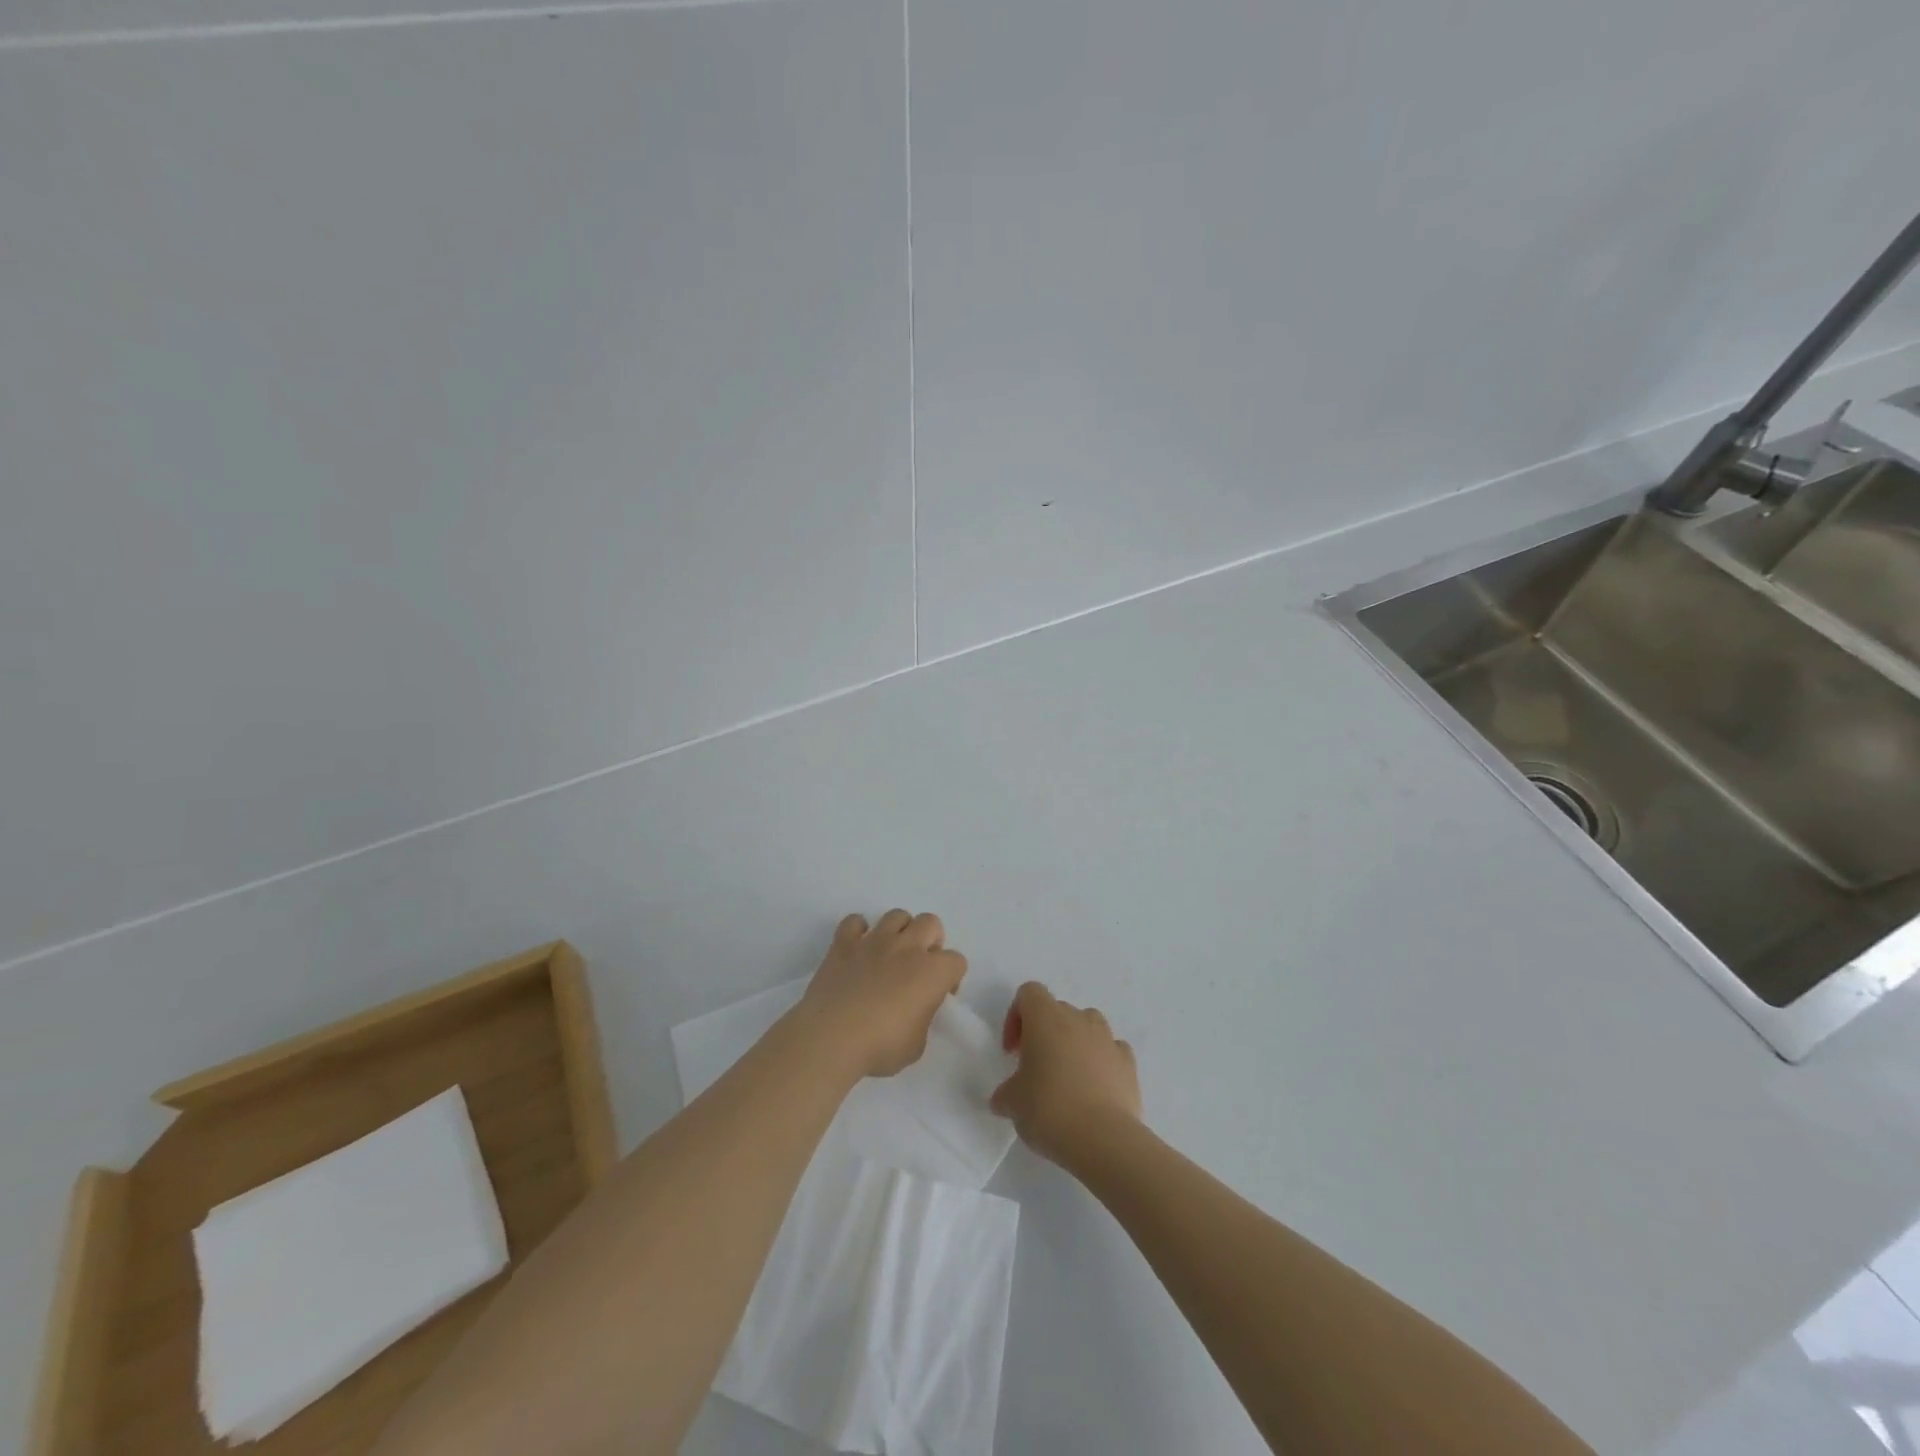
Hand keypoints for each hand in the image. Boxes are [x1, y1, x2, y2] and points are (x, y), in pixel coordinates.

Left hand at [789, 911, 967, 1080]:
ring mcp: (874, 941)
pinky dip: (858, 931)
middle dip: (931, 940)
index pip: (957, 961)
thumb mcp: (916, 1045)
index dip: (951, 978)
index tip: (940, 995)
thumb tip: (914, 1011)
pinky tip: (857, 949)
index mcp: (932, 972)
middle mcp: (907, 947)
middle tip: (920, 966)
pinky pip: (854, 922)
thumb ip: (922, 1019)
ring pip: (897, 915)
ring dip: (899, 930)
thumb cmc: (880, 1046)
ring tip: (891, 954)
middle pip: (931, 923)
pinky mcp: (844, 943)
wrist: (832, 1037)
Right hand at [990, 982, 1141, 1167]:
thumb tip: (1004, 1098)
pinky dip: (1102, 1062)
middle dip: (1045, 1033)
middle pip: (1057, 1010)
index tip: (1013, 1051)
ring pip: (1088, 1026)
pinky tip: (1095, 1090)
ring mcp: (1107, 1038)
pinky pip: (1111, 1051)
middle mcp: (1078, 1018)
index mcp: (1045, 1018)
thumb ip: (1006, 1093)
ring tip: (1068, 1078)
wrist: (1103, 1139)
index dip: (1016, 1017)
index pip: (1029, 993)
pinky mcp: (1129, 1063)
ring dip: (1075, 1043)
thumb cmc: (1049, 1109)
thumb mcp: (1012, 1103)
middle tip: (1036, 1069)